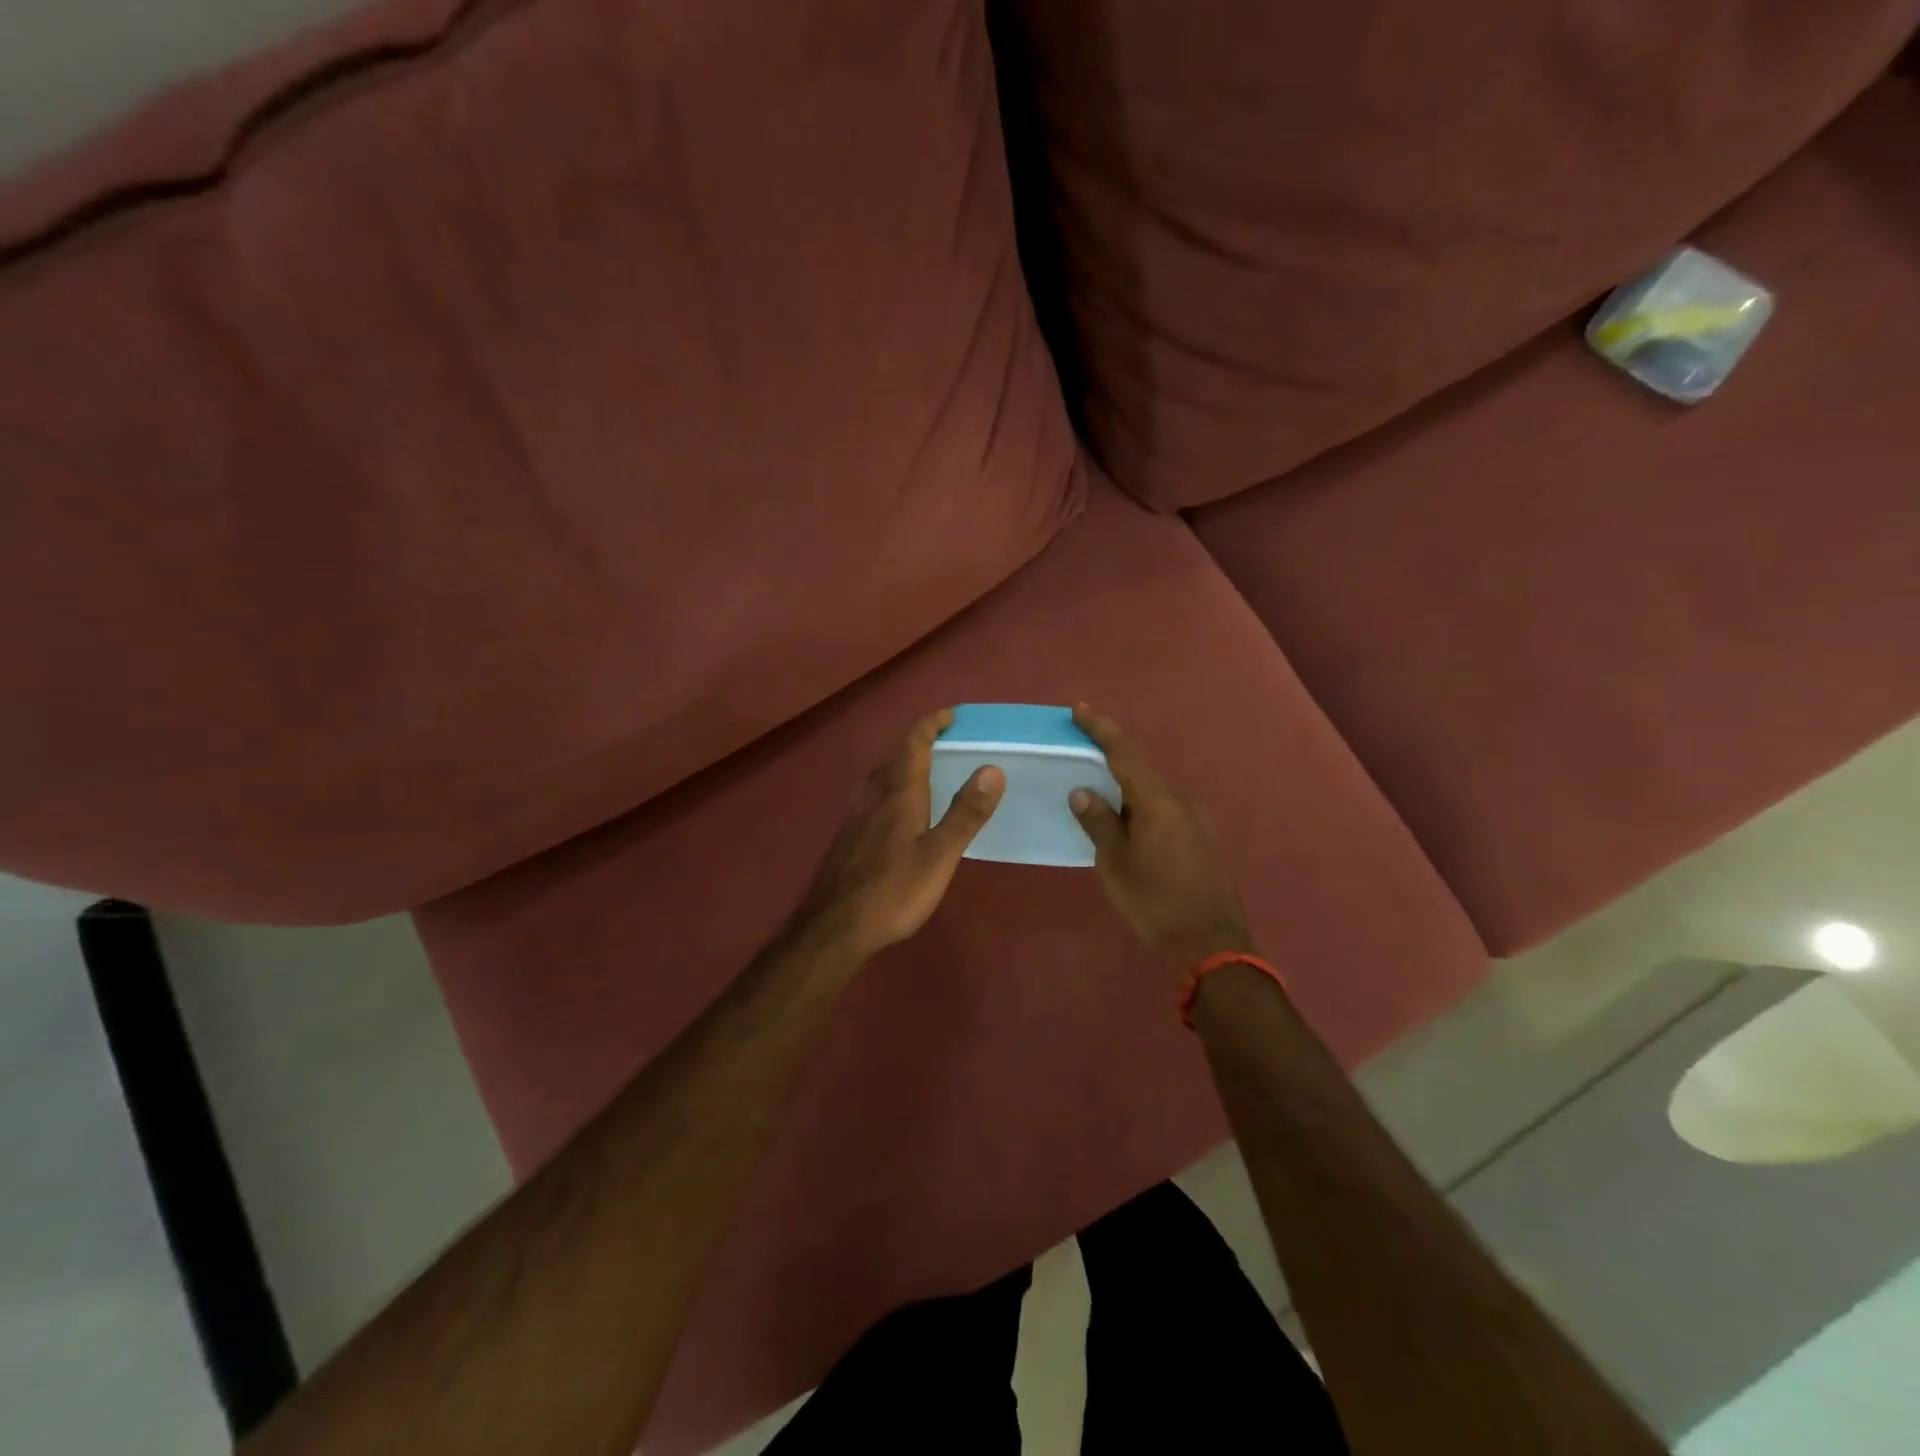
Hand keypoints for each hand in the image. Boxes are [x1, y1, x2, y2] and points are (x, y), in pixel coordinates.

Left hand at [787, 708, 1004, 960]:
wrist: (833, 928)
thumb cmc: (892, 891)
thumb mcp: (939, 855)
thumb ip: (965, 813)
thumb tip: (993, 768)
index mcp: (898, 795)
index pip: (913, 745)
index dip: (930, 724)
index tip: (950, 714)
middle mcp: (873, 797)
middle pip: (895, 758)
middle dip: (918, 743)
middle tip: (944, 742)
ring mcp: (856, 818)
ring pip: (880, 778)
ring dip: (902, 765)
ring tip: (924, 771)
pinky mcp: (848, 838)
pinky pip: (873, 798)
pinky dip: (891, 789)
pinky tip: (897, 813)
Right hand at [1068, 705, 1253, 977]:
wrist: (1212, 946)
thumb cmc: (1155, 903)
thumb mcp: (1115, 864)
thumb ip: (1099, 822)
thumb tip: (1083, 791)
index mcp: (1158, 801)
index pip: (1124, 753)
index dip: (1101, 729)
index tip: (1079, 710)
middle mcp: (1182, 801)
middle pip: (1142, 768)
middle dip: (1111, 756)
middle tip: (1083, 750)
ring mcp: (1198, 820)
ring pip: (1154, 791)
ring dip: (1127, 786)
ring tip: (1100, 792)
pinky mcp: (1203, 839)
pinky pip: (1166, 810)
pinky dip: (1142, 807)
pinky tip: (1129, 823)